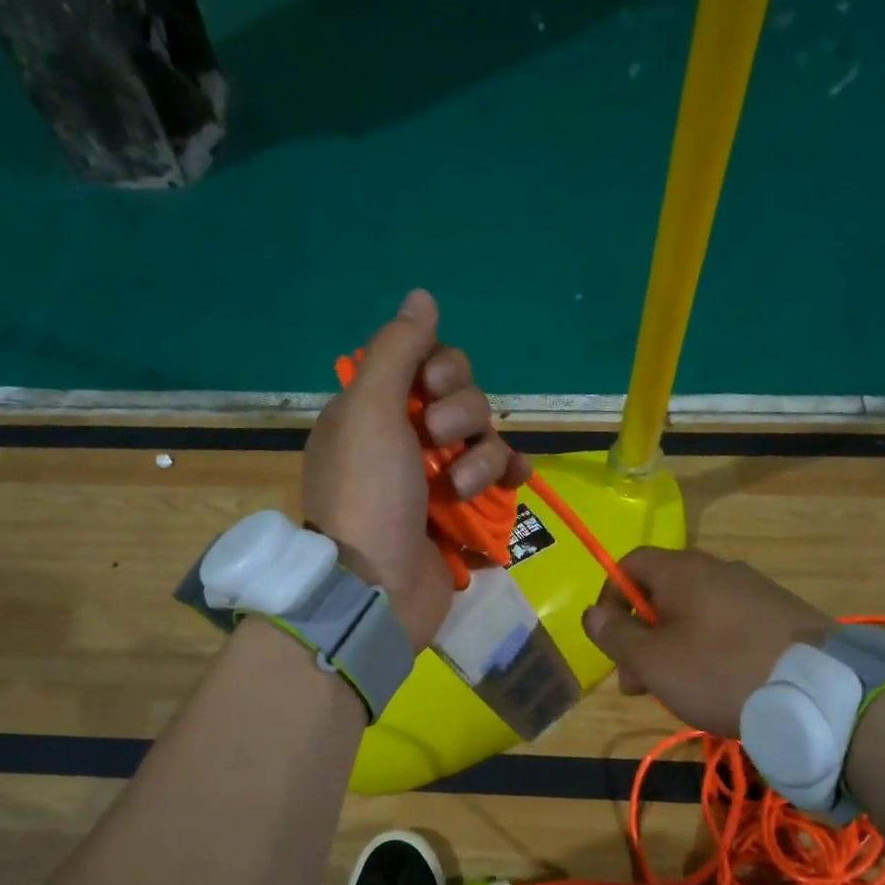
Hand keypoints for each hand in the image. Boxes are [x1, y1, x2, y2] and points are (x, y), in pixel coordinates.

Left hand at [304, 290, 527, 650]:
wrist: (376, 589)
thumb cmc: (367, 495)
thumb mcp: (369, 411)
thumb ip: (396, 349)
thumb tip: (422, 295)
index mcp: (375, 411)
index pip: (426, 363)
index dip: (442, 368)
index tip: (433, 386)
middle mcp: (406, 438)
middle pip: (462, 397)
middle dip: (461, 414)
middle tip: (439, 441)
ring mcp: (436, 478)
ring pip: (485, 438)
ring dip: (480, 458)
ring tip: (459, 490)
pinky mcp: (463, 513)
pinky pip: (501, 478)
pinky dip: (509, 477)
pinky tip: (518, 482)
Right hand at [580, 548, 832, 736]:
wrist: (820, 693)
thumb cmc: (720, 672)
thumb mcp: (653, 661)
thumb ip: (616, 635)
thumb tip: (593, 614)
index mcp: (683, 571)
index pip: (629, 564)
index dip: (610, 598)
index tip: (610, 641)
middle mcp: (719, 569)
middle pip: (663, 592)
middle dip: (642, 635)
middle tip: (638, 684)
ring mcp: (755, 590)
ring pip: (696, 612)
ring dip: (674, 647)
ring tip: (678, 692)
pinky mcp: (782, 615)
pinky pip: (729, 624)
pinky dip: (711, 649)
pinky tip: (720, 686)